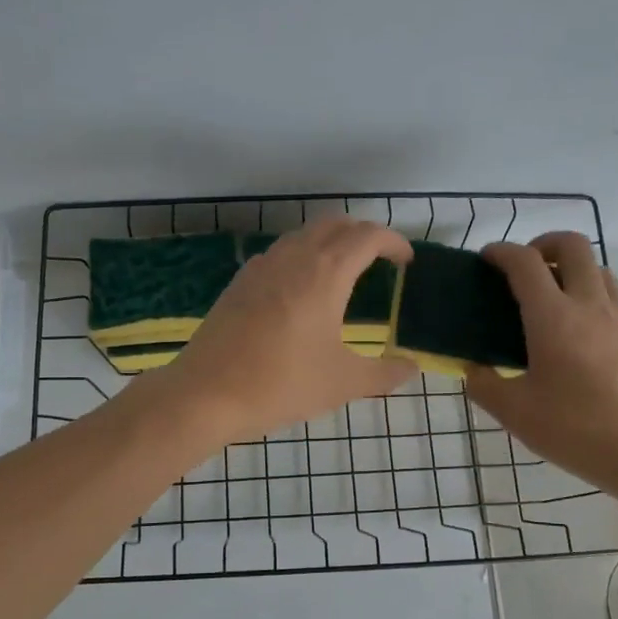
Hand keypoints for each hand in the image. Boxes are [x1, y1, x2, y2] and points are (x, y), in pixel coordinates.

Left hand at [145, 219, 416, 447]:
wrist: (207, 393)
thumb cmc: (282, 384)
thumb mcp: (343, 384)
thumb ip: (384, 374)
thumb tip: (411, 368)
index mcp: (326, 273)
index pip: (368, 236)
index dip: (393, 242)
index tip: (406, 261)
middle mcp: (293, 257)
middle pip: (335, 224)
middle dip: (363, 235)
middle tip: (379, 261)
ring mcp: (261, 266)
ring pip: (303, 236)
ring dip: (329, 242)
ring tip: (343, 273)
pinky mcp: (239, 282)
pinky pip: (279, 254)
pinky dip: (301, 257)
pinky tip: (300, 292)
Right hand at [466, 232, 617, 501]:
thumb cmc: (577, 430)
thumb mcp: (515, 413)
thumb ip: (484, 385)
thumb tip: (473, 368)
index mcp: (553, 318)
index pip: (524, 263)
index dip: (501, 252)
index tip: (486, 259)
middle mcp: (591, 306)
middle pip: (572, 246)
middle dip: (543, 244)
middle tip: (525, 269)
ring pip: (599, 269)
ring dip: (572, 269)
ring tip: (553, 299)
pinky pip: (615, 300)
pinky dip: (592, 299)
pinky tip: (581, 337)